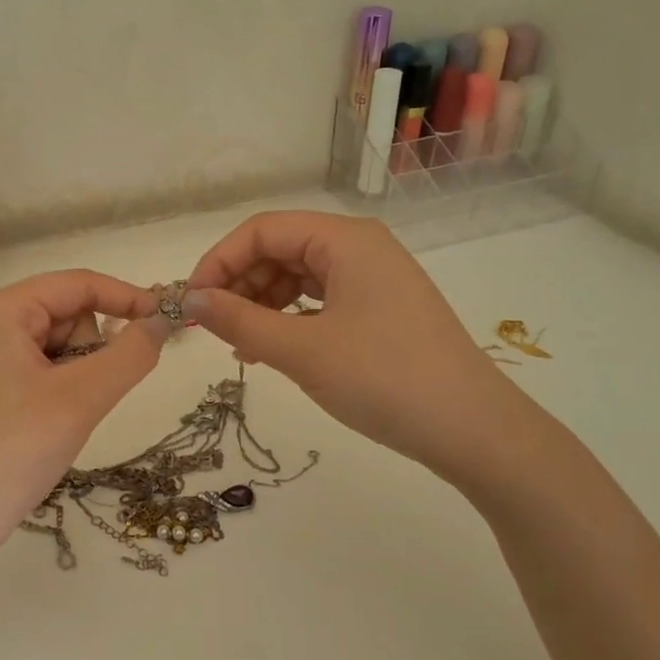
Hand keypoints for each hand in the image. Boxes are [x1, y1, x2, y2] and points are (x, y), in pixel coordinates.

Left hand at [0, 270, 168, 567]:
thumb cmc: (12, 452)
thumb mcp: (81, 399)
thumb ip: (129, 355)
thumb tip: (162, 321)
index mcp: (2, 311)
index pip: (79, 283)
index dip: (127, 298)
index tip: (168, 323)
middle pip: (68, 315)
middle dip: (91, 351)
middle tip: (84, 397)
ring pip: (59, 348)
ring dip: (78, 377)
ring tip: (62, 418)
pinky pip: (41, 372)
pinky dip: (60, 393)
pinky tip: (49, 427)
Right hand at [183, 212, 516, 481]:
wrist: (471, 429)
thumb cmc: (383, 379)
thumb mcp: (302, 350)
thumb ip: (239, 321)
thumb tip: (188, 301)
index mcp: (345, 239)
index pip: (262, 230)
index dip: (219, 261)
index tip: (191, 304)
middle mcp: (360, 248)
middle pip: (280, 249)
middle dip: (240, 284)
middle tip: (213, 329)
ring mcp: (374, 279)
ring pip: (299, 278)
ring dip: (261, 306)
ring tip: (241, 347)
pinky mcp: (380, 310)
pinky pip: (320, 302)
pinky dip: (290, 321)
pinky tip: (272, 352)